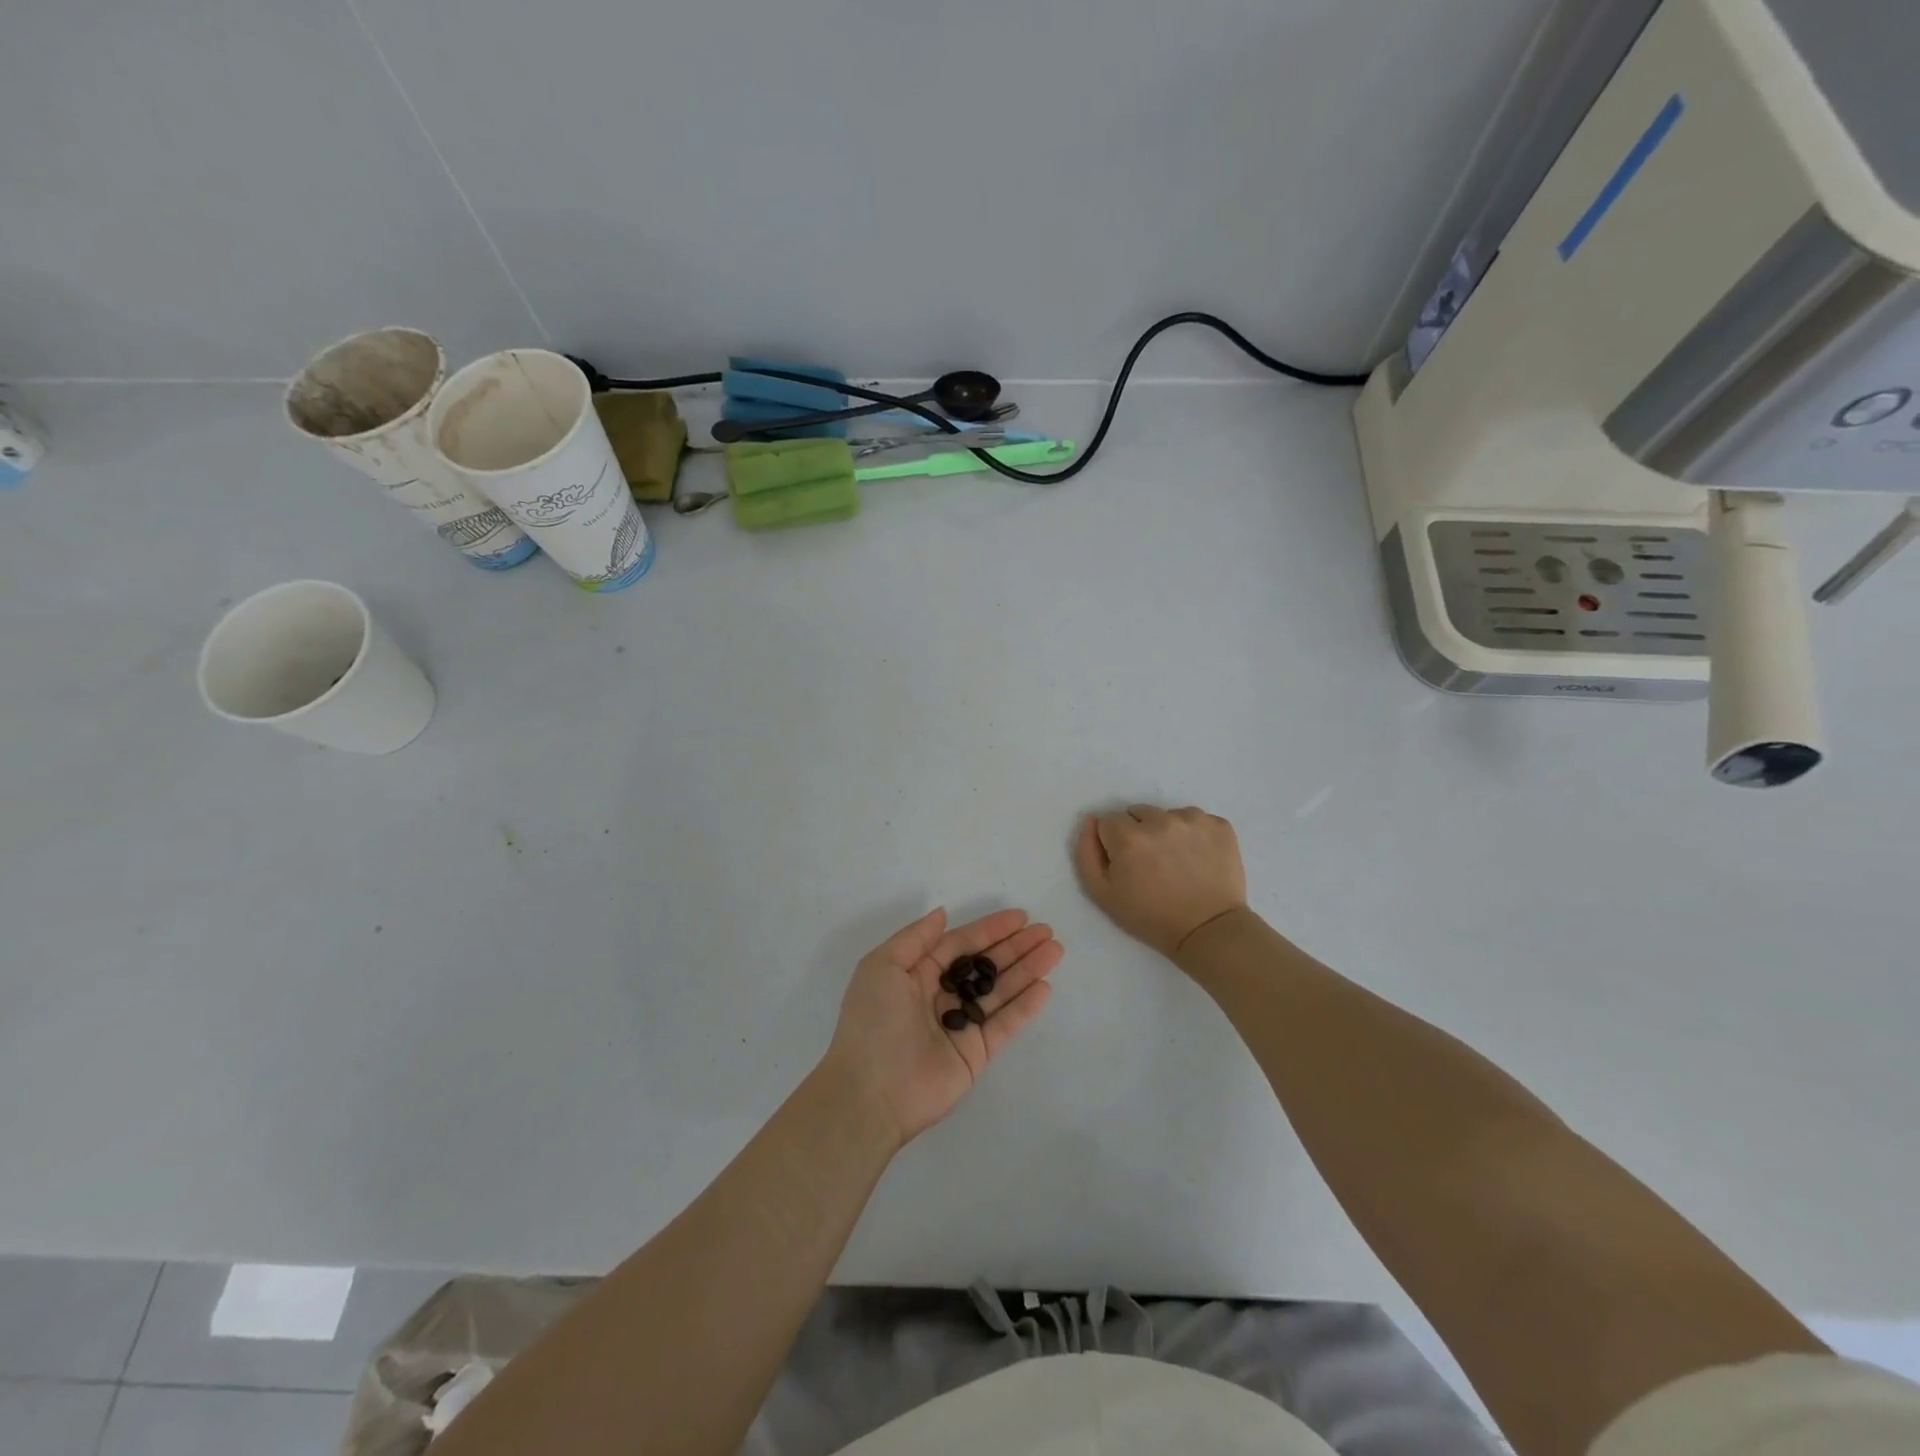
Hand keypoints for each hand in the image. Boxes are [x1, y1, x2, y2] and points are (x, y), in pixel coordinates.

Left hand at [823, 908, 1062, 1147]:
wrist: (869, 1093)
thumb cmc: (873, 1021)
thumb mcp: (882, 966)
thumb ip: (916, 938)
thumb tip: (942, 913)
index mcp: (917, 974)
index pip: (961, 944)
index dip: (989, 930)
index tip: (1020, 917)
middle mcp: (941, 996)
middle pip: (985, 965)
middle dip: (1015, 947)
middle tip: (1046, 931)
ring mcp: (960, 1026)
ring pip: (1000, 991)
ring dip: (1027, 970)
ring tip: (1055, 950)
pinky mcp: (975, 1054)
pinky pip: (1004, 1024)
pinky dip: (1025, 1006)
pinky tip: (1045, 987)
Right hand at [1074, 805, 1247, 958]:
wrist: (1208, 932)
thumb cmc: (1150, 917)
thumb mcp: (1102, 894)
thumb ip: (1086, 853)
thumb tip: (1091, 821)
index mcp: (1128, 836)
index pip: (1109, 822)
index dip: (1114, 843)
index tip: (1126, 864)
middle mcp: (1160, 820)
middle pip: (1139, 813)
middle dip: (1139, 833)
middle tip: (1151, 863)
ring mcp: (1193, 820)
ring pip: (1168, 814)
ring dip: (1167, 831)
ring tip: (1176, 862)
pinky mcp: (1219, 825)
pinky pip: (1197, 820)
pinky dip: (1194, 835)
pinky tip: (1198, 858)